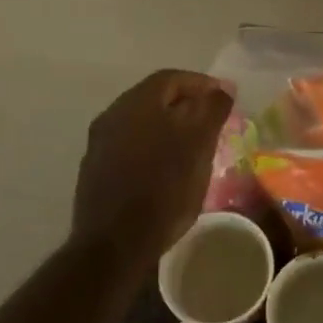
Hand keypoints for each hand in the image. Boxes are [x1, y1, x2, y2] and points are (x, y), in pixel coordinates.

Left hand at [73, 70, 232, 265]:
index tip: (226, 97)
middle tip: (213, 120)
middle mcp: (112, 115)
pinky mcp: (96, 170)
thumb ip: (212, 110)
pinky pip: (131, 146)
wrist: (114, 244)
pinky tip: (168, 167)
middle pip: (154, 98)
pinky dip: (153, 147)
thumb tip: (221, 89)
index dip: (202, 83)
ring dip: (169, 126)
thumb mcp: (199, 145)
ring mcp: (100, 144)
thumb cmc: (164, 188)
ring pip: (142, 123)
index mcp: (136, 103)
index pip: (172, 78)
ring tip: (195, 144)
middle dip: (186, 104)